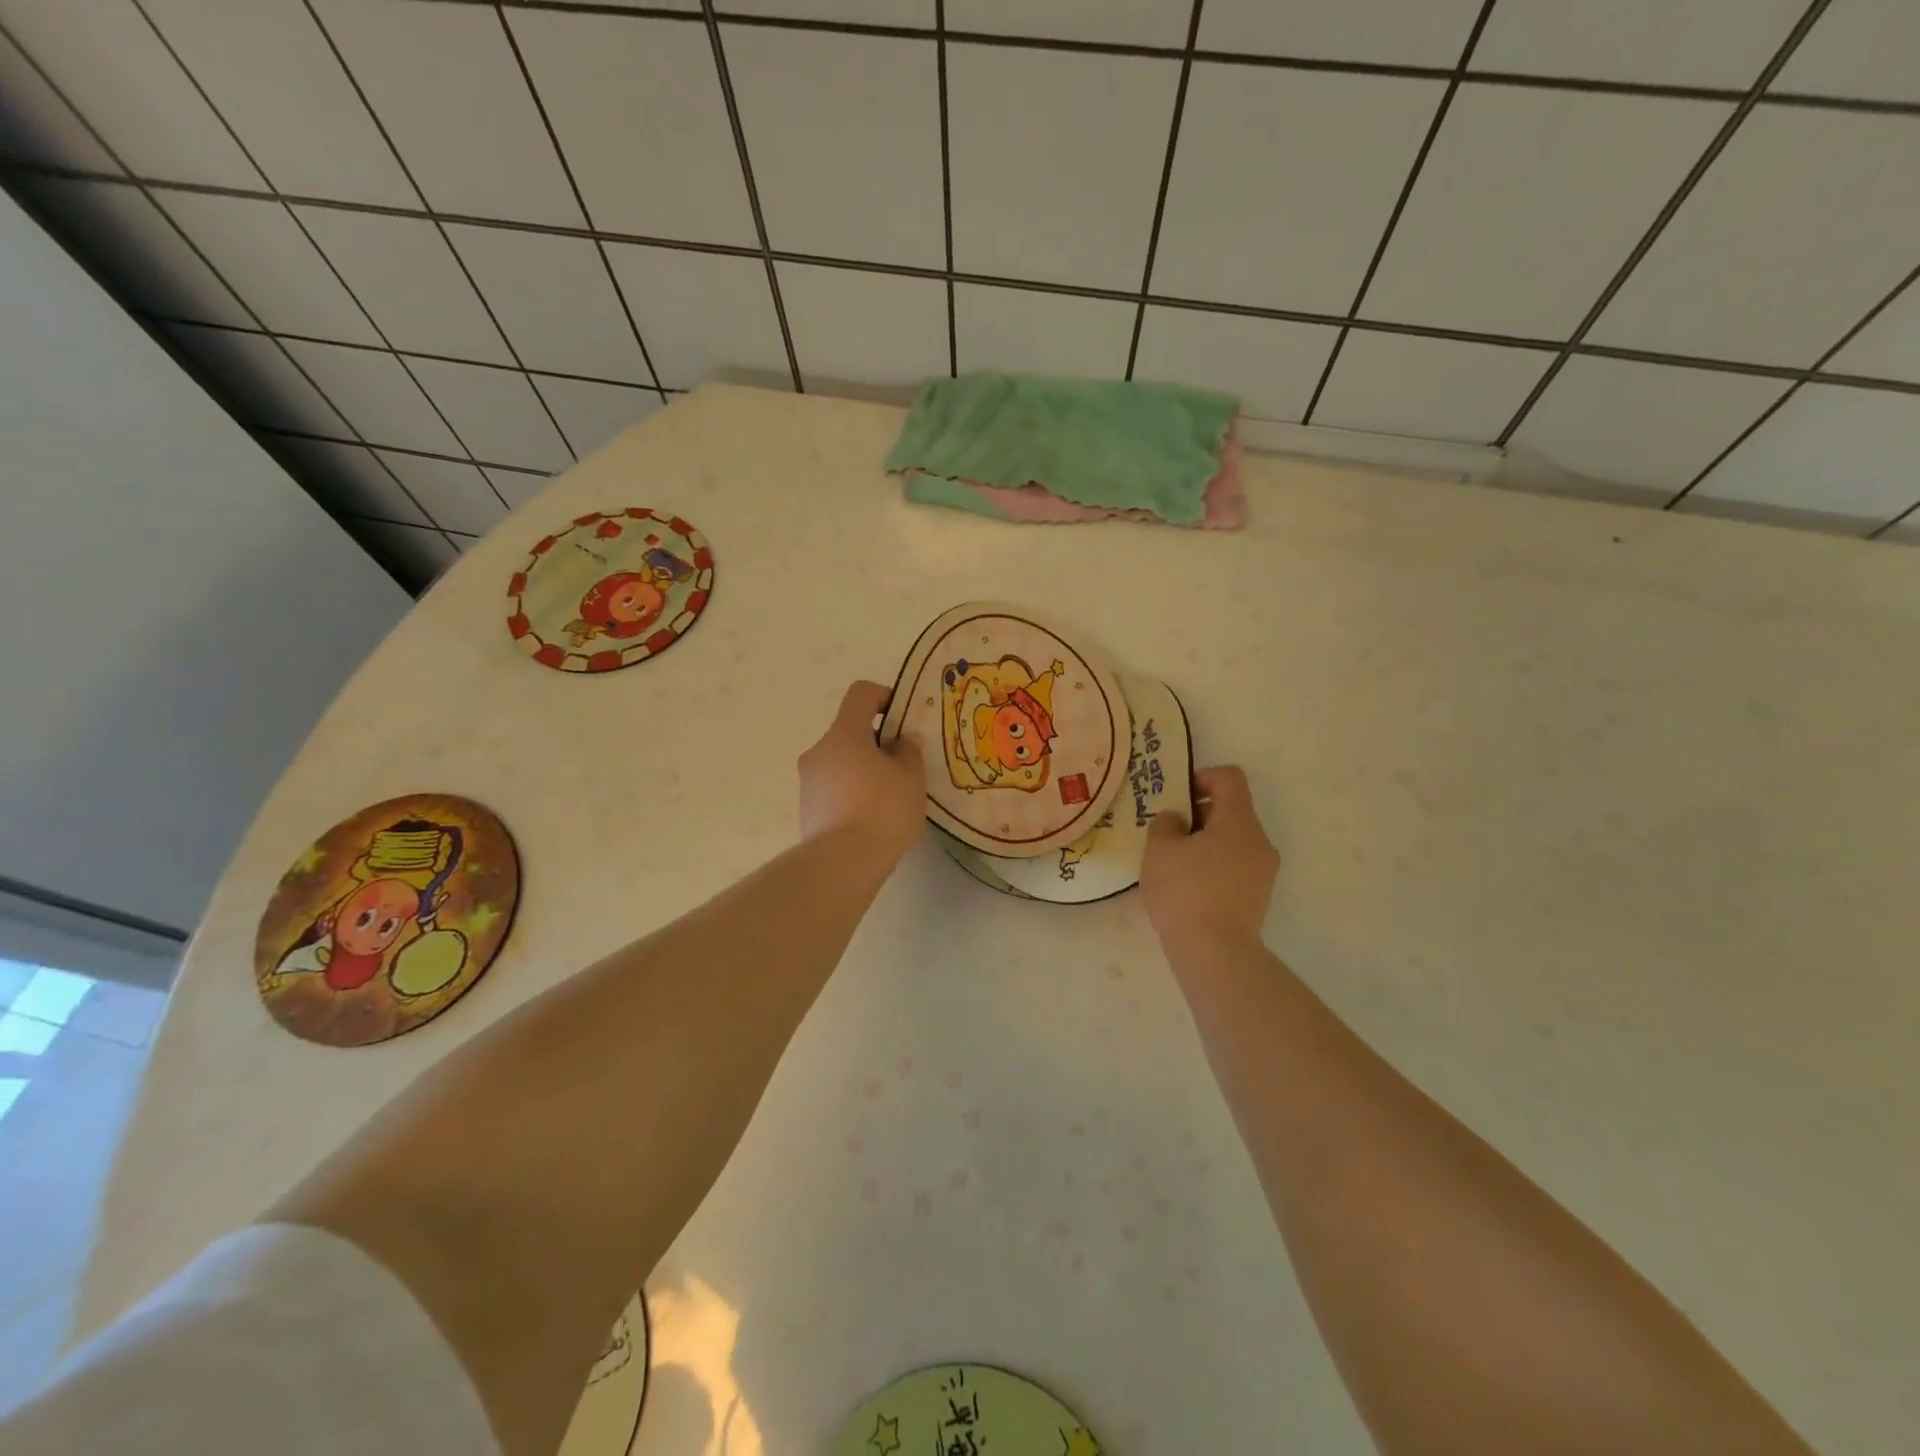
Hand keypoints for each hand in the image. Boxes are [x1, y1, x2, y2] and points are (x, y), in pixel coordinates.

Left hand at [798, 681, 926, 864]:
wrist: (842, 864)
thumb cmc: (883, 810)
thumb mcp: (911, 778)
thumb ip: (908, 751)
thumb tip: (899, 742)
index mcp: (844, 734)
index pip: (860, 694)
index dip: (884, 696)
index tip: (902, 719)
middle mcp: (819, 751)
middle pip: (850, 732)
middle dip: (877, 744)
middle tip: (903, 768)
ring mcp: (808, 782)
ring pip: (841, 763)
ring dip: (864, 771)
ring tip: (890, 800)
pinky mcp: (806, 810)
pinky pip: (834, 790)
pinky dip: (852, 795)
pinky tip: (872, 821)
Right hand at [1141, 766, 1279, 949]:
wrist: (1215, 954)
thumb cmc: (1185, 892)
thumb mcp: (1160, 850)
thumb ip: (1166, 824)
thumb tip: (1177, 819)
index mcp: (1239, 822)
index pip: (1229, 778)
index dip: (1202, 777)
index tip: (1177, 798)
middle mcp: (1260, 841)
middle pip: (1232, 810)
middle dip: (1199, 814)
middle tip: (1168, 834)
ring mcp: (1264, 872)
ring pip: (1233, 840)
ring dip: (1205, 843)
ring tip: (1175, 865)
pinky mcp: (1258, 897)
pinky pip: (1235, 866)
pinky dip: (1213, 866)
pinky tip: (1188, 889)